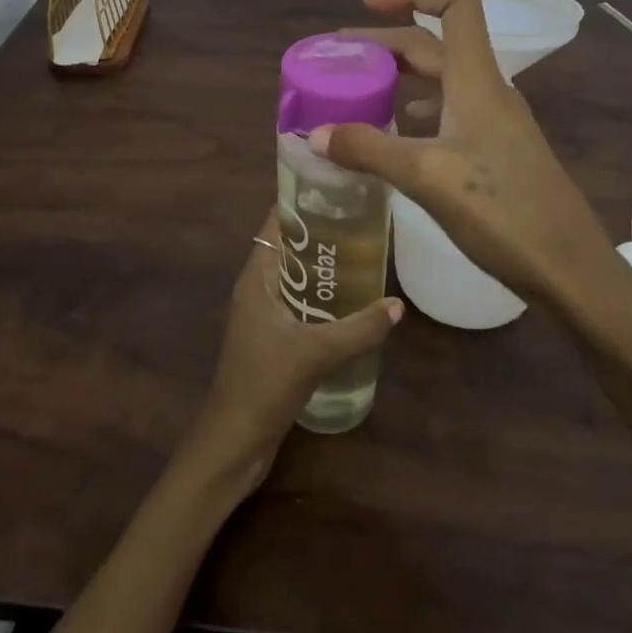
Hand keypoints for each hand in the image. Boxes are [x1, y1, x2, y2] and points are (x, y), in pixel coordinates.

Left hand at [176, 212, 402, 497]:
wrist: (234, 442)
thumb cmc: (264, 384)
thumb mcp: (315, 352)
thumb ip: (358, 329)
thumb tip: (397, 305)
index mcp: (256, 279)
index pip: (274, 226)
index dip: (300, 205)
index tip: (337, 191)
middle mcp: (257, 290)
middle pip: (288, 250)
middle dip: (321, 237)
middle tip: (363, 224)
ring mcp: (263, 317)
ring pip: (295, 280)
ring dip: (322, 271)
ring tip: (366, 258)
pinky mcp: (272, 341)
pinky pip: (299, 306)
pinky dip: (321, 300)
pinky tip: (352, 306)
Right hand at [316, 0, 617, 301]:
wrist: (569, 269)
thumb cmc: (503, 213)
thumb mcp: (427, 177)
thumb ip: (369, 150)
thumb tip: (315, 134)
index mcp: (476, 80)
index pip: (455, 4)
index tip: (368, 5)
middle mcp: (487, 91)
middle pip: (436, 44)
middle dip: (386, 41)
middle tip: (341, 58)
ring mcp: (495, 122)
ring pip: (441, 80)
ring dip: (401, 75)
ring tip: (360, 90)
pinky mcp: (495, 152)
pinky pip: (449, 113)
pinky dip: (417, 110)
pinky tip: (397, 134)